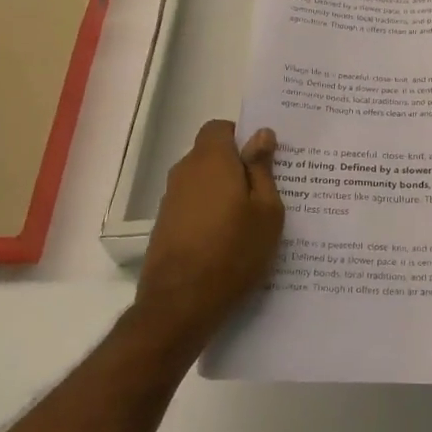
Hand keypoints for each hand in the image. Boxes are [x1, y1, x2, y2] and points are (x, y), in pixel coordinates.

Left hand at [136, 120, 284, 350]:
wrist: (181, 303)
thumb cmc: (234, 251)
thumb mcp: (266, 210)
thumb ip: (262, 169)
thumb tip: (261, 134)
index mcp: (211, 160)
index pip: (220, 127)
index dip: (241, 136)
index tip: (263, 159)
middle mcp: (185, 172)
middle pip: (211, 154)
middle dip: (236, 165)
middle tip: (265, 190)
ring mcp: (171, 200)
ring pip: (202, 181)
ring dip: (223, 191)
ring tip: (250, 219)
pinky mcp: (165, 225)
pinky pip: (193, 205)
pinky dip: (209, 212)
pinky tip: (228, 239)